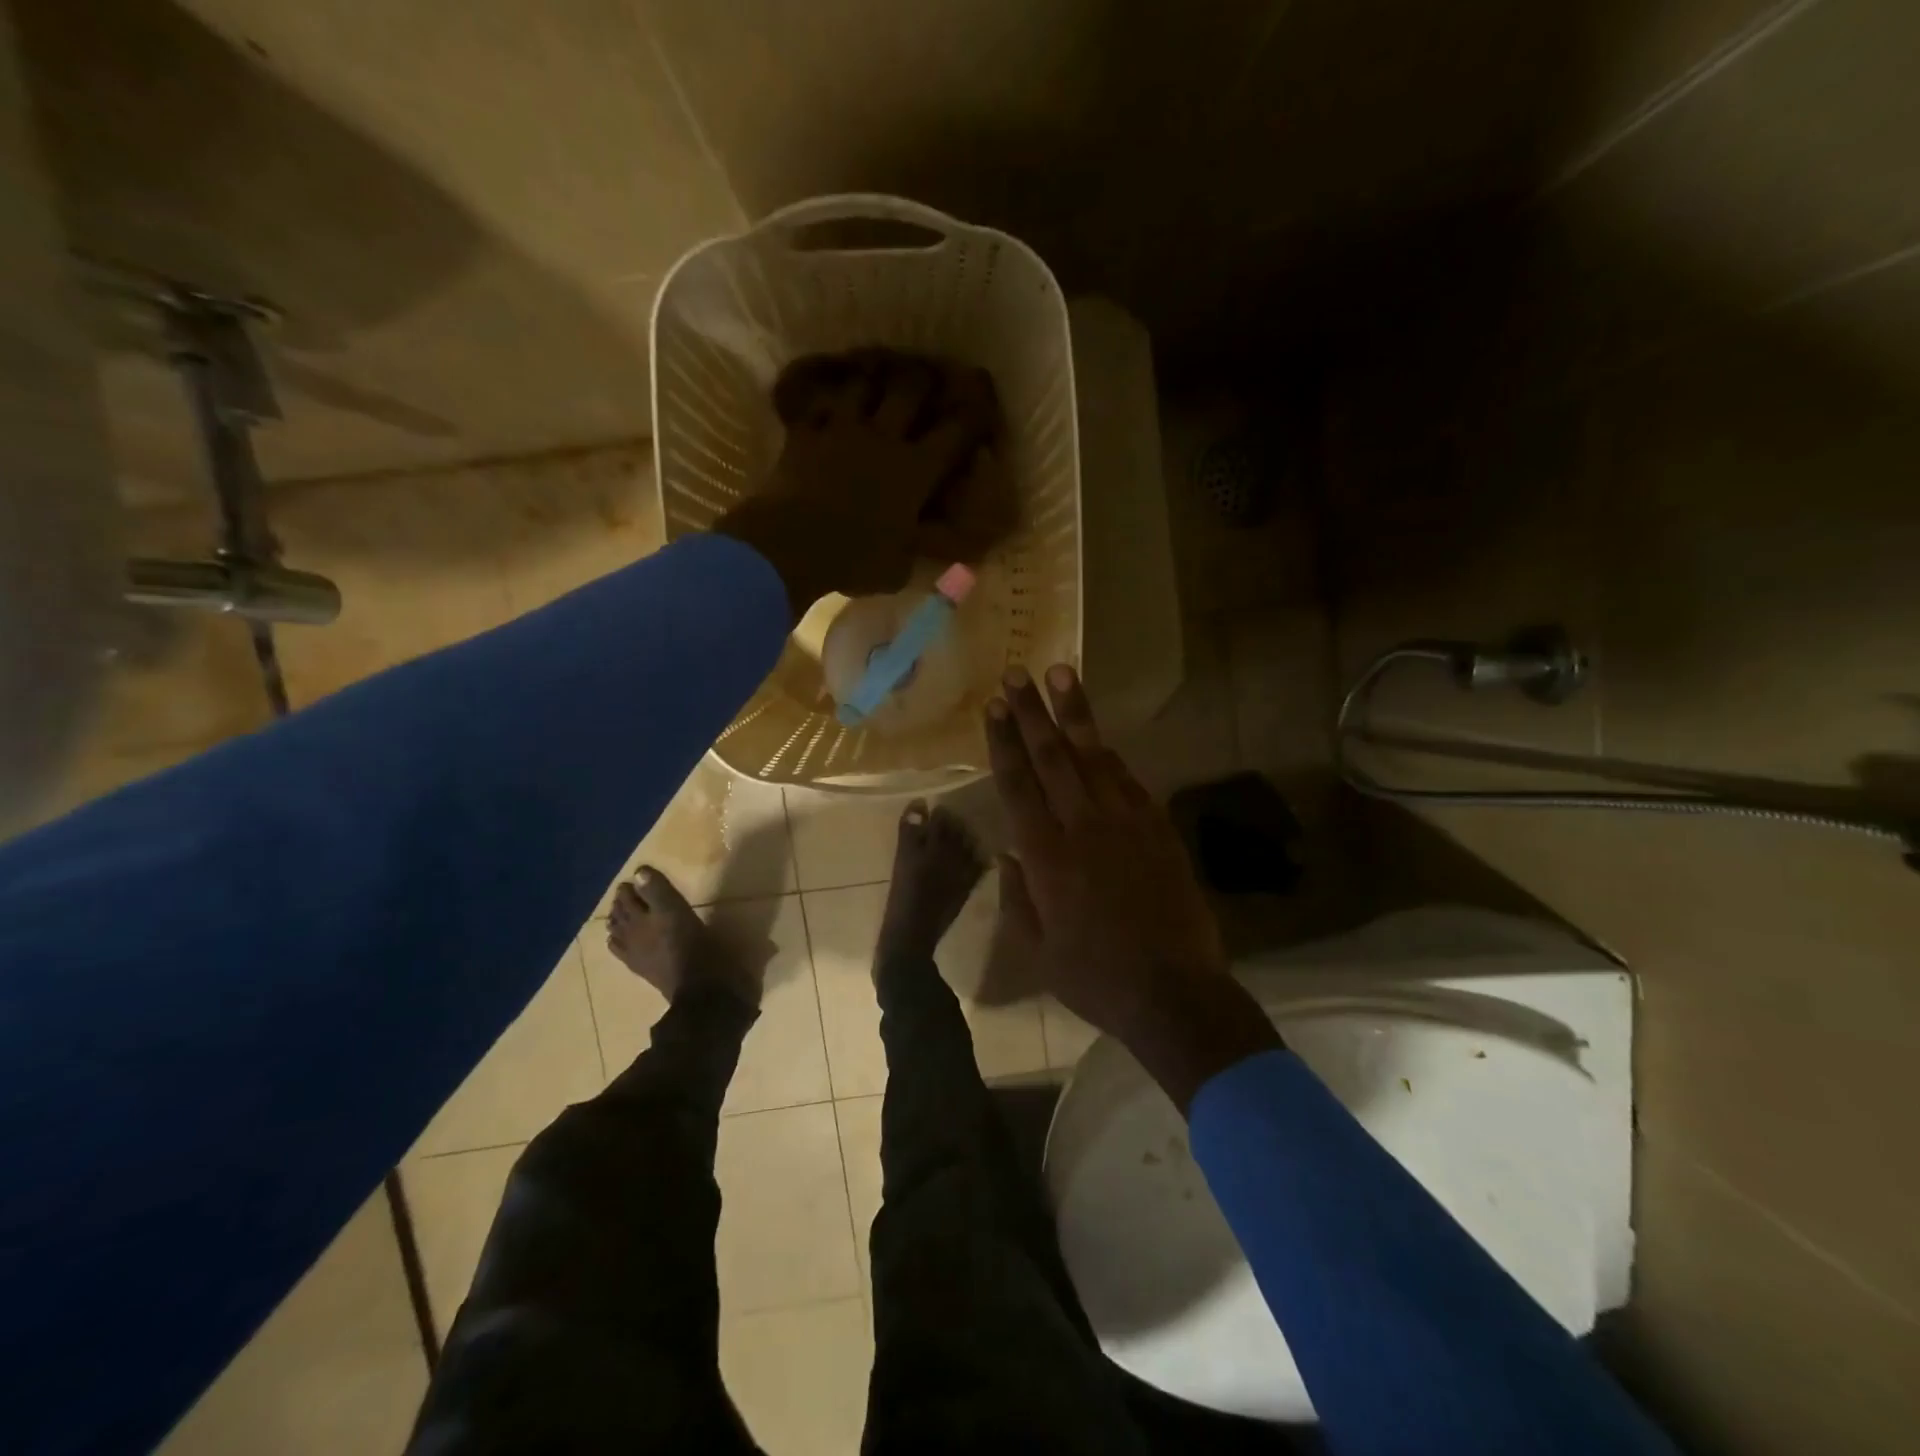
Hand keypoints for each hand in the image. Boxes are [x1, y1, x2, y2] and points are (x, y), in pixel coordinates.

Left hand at [715, 352, 998, 615]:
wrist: (790, 544)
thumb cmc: (853, 560)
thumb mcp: (899, 567)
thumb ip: (917, 549)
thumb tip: (932, 545)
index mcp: (915, 471)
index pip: (955, 433)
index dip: (972, 415)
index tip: (982, 405)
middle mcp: (884, 438)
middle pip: (910, 390)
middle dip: (923, 380)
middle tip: (929, 375)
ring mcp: (842, 429)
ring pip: (863, 384)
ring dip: (873, 379)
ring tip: (877, 376)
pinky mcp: (805, 432)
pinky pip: (819, 402)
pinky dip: (826, 398)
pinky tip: (827, 398)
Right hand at [987, 664, 1281, 1108]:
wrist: (1174, 993)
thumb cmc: (1095, 978)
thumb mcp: (1037, 950)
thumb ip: (1016, 896)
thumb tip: (1009, 853)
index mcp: (1046, 857)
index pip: (1018, 785)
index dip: (1004, 742)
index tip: (994, 707)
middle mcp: (1083, 828)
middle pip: (1053, 758)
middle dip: (1032, 713)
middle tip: (1017, 674)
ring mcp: (1126, 824)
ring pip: (1094, 757)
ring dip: (1075, 715)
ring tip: (1061, 675)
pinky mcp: (1158, 829)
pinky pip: (1129, 780)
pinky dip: (1110, 755)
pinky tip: (1100, 737)